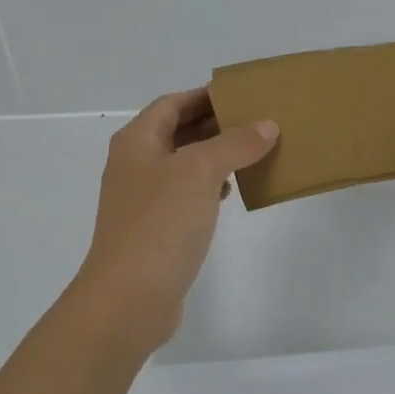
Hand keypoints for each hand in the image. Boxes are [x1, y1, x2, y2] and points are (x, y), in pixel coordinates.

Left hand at [69, 88, 278, 352]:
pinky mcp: (154, 229)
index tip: (243, 95)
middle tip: (258, 121)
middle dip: (215, 124)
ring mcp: (142, 199)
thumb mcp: (200, 172)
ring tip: (253, 151)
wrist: (128, 298)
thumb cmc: (160, 224)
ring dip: (215, 155)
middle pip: (177, 131)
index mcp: (137, 141)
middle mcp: (135, 164)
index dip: (205, 95)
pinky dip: (208, 186)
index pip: (173, 103)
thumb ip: (234, 144)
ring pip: (183, 164)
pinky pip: (184, 195)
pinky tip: (231, 191)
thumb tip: (266, 125)